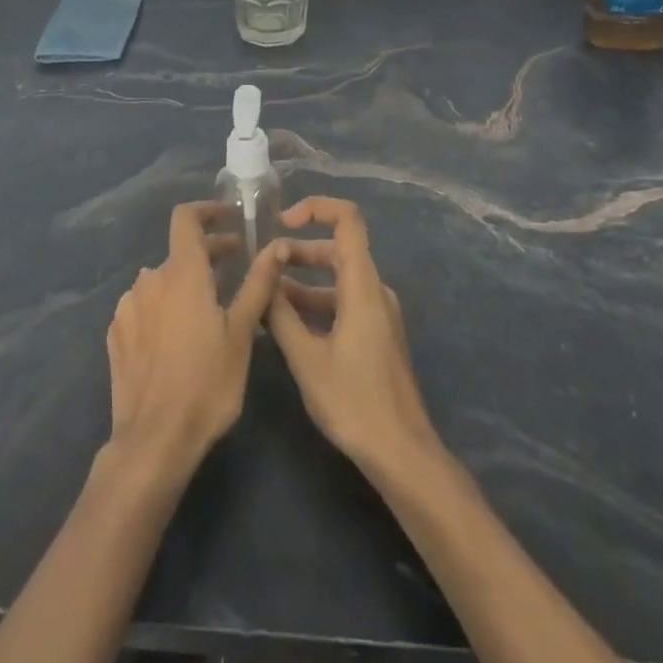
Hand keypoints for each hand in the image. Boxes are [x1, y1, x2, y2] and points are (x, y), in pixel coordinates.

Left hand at [105, 202, 286, 478]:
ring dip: (186, 284)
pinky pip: (144, 308)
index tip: (230, 218)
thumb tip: (276, 246)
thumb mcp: (242, 332)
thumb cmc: (208, 381)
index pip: (186, 218)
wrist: (154, 440)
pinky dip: (164, 308)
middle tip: (236, 268)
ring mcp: (127, 307)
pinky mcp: (116, 334)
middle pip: (179, 253)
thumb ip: (258, 283)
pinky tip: (178, 337)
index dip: (207, 210)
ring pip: (161, 282)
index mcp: (181, 272)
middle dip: (209, 254)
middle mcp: (149, 280)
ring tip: (210, 309)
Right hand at [268, 197, 441, 483]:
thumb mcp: (306, 357)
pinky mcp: (376, 334)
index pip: (347, 219)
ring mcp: (378, 313)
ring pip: (338, 279)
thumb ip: (280, 313)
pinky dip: (315, 304)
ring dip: (302, 282)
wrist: (401, 453)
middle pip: (337, 249)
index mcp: (362, 285)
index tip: (280, 223)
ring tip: (264, 299)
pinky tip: (286, 326)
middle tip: (261, 267)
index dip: (315, 208)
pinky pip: (343, 303)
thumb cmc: (354, 402)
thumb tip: (263, 275)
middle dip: (298, 251)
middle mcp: (374, 290)